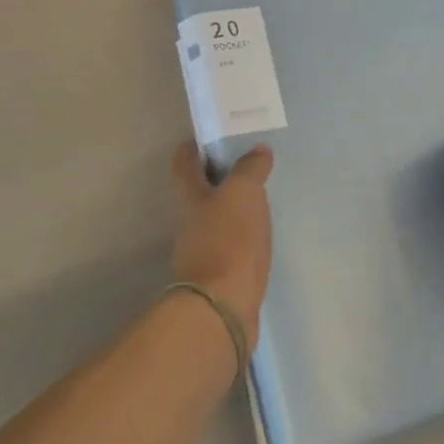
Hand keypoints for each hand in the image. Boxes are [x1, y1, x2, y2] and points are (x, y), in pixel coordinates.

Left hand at [171, 142, 274, 346]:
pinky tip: (260, 241)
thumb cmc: (229, 239)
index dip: (191, 148)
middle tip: (245, 168)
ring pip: (214, 222)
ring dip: (231, 212)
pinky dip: (241, 241)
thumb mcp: (243, 193)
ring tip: (259, 203)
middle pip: (199, 194)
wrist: (223, 306)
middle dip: (217, 180)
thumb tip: (258, 149)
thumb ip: (250, 169)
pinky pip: (230, 249)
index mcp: (192, 197)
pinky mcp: (218, 278)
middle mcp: (190, 223)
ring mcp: (201, 253)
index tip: (204, 137)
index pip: (184, 164)